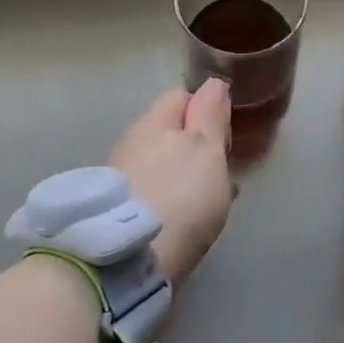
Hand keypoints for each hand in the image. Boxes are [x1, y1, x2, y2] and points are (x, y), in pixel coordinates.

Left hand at [111, 80, 233, 287]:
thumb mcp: (206, 149)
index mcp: (154, 121)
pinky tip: (184, 221)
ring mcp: (121, 177)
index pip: (181, 96)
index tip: (225, 138)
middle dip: (196, 146)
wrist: (129, 259)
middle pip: (170, 132)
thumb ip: (210, 114)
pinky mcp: (118, 210)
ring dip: (184, 175)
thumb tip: (213, 83)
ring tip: (208, 202)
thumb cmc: (179, 195)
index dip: (207, 109)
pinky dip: (171, 200)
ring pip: (162, 164)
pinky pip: (153, 193)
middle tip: (221, 173)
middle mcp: (132, 143)